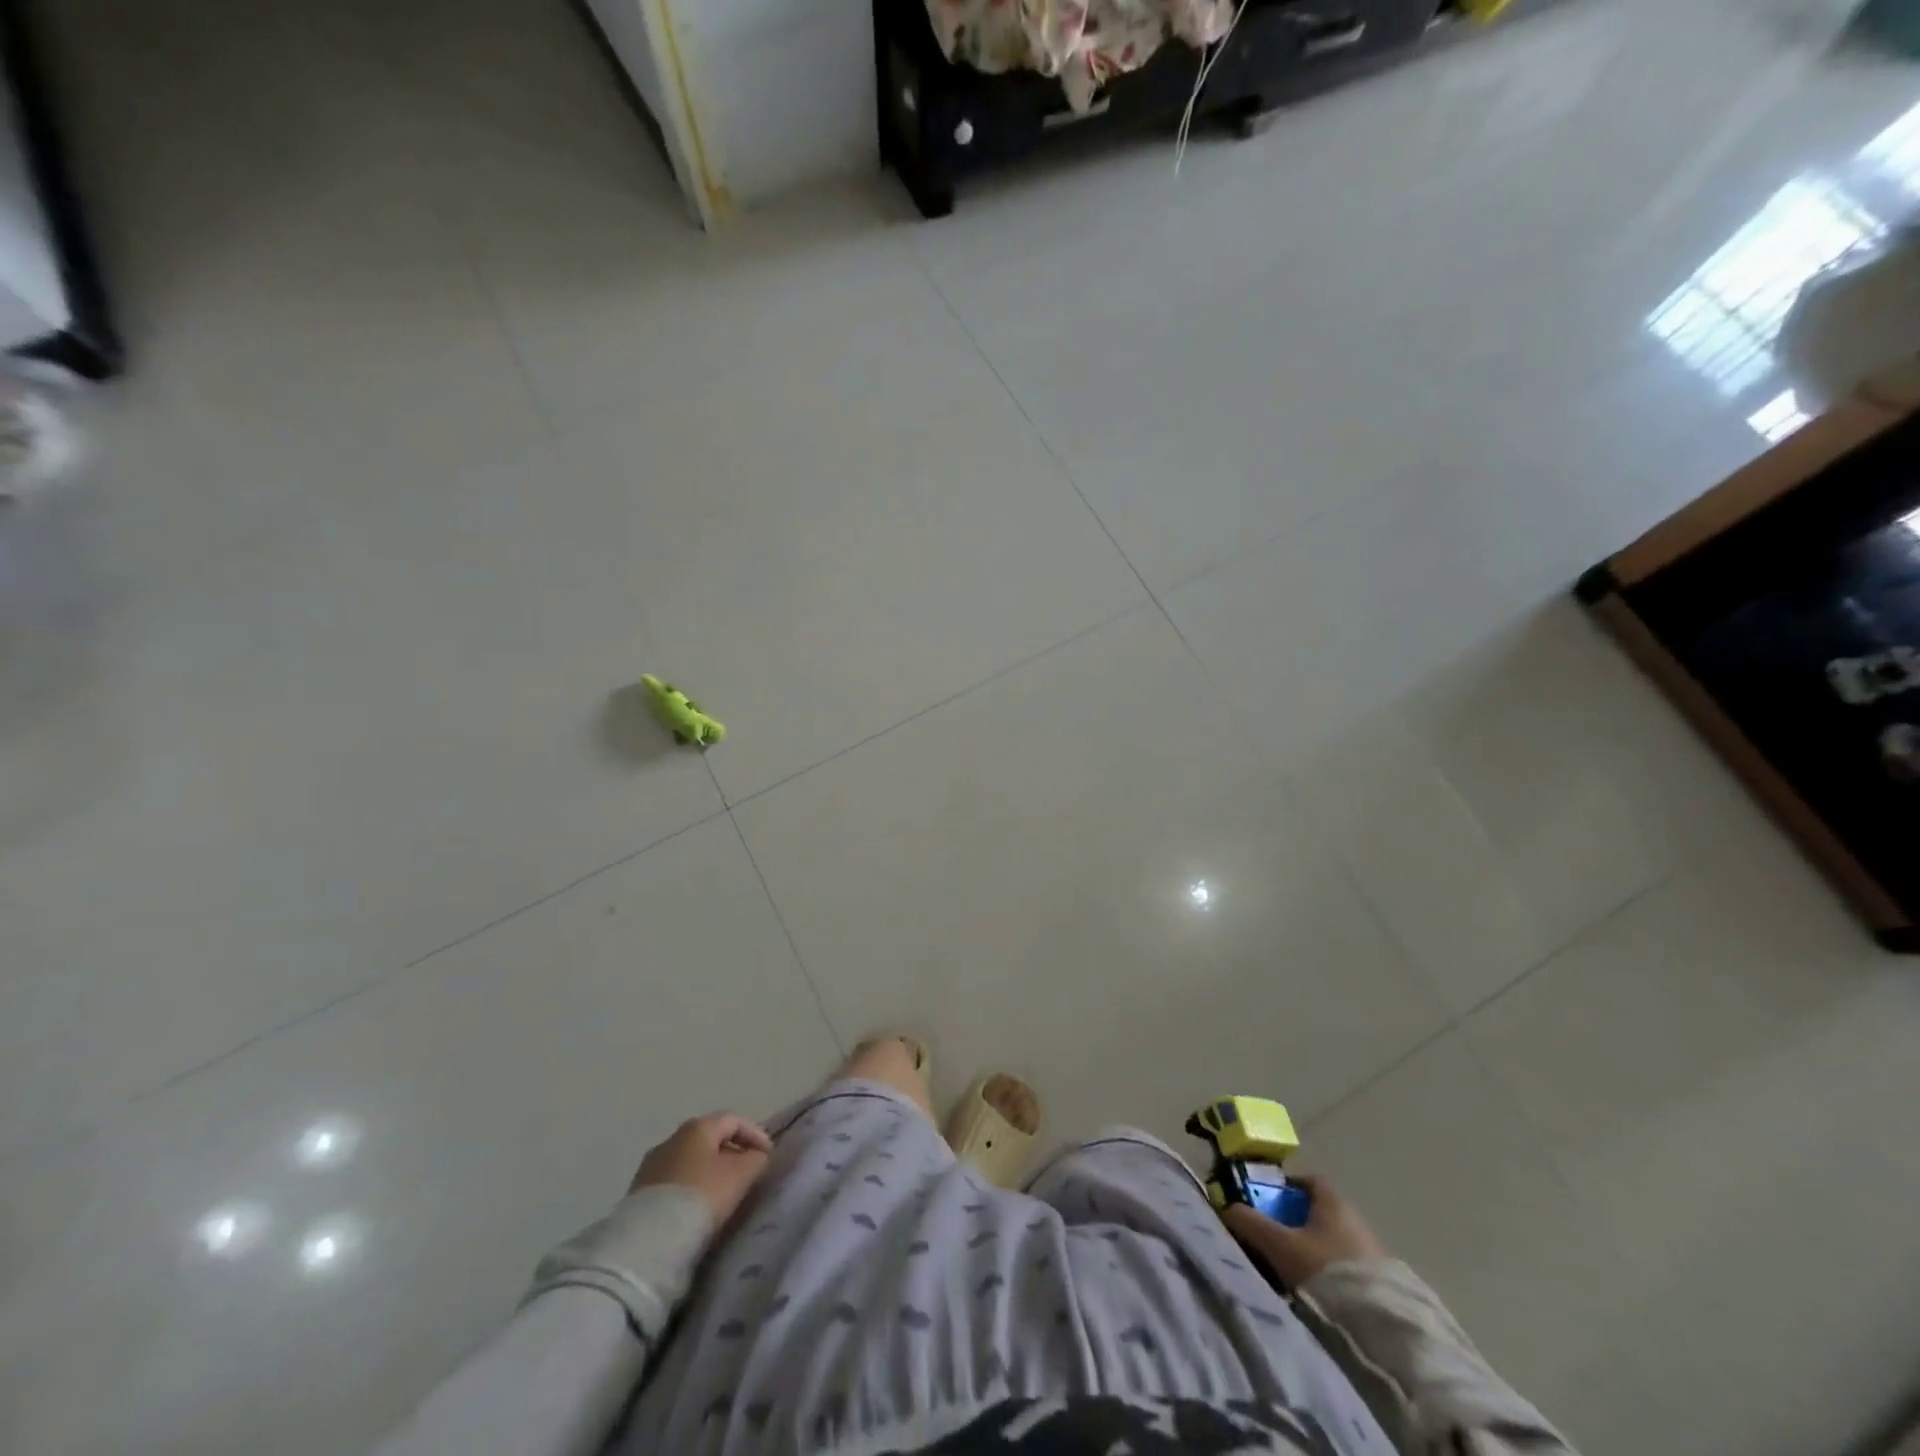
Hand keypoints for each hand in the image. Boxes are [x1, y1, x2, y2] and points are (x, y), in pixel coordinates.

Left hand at [630, 1113, 774, 1222]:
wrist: (650, 1239)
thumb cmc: (702, 1195)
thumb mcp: (741, 1174)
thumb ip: (756, 1159)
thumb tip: (757, 1156)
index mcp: (697, 1127)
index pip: (733, 1120)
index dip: (755, 1134)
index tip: (768, 1155)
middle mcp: (671, 1138)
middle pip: (709, 1139)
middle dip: (731, 1153)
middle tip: (747, 1172)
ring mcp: (651, 1165)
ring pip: (690, 1161)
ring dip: (709, 1171)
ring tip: (722, 1193)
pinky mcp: (638, 1193)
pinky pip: (674, 1181)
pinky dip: (691, 1187)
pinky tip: (697, 1206)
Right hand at [1221, 1174, 1386, 1287]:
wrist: (1381, 1328)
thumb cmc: (1324, 1270)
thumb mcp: (1279, 1245)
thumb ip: (1250, 1223)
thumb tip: (1227, 1209)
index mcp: (1333, 1201)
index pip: (1307, 1181)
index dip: (1284, 1189)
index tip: (1266, 1205)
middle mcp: (1356, 1219)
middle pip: (1318, 1213)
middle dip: (1294, 1225)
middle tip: (1273, 1243)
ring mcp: (1373, 1252)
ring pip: (1332, 1242)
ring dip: (1312, 1253)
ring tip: (1291, 1275)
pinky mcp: (1384, 1284)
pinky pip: (1347, 1268)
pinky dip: (1329, 1274)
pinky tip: (1317, 1295)